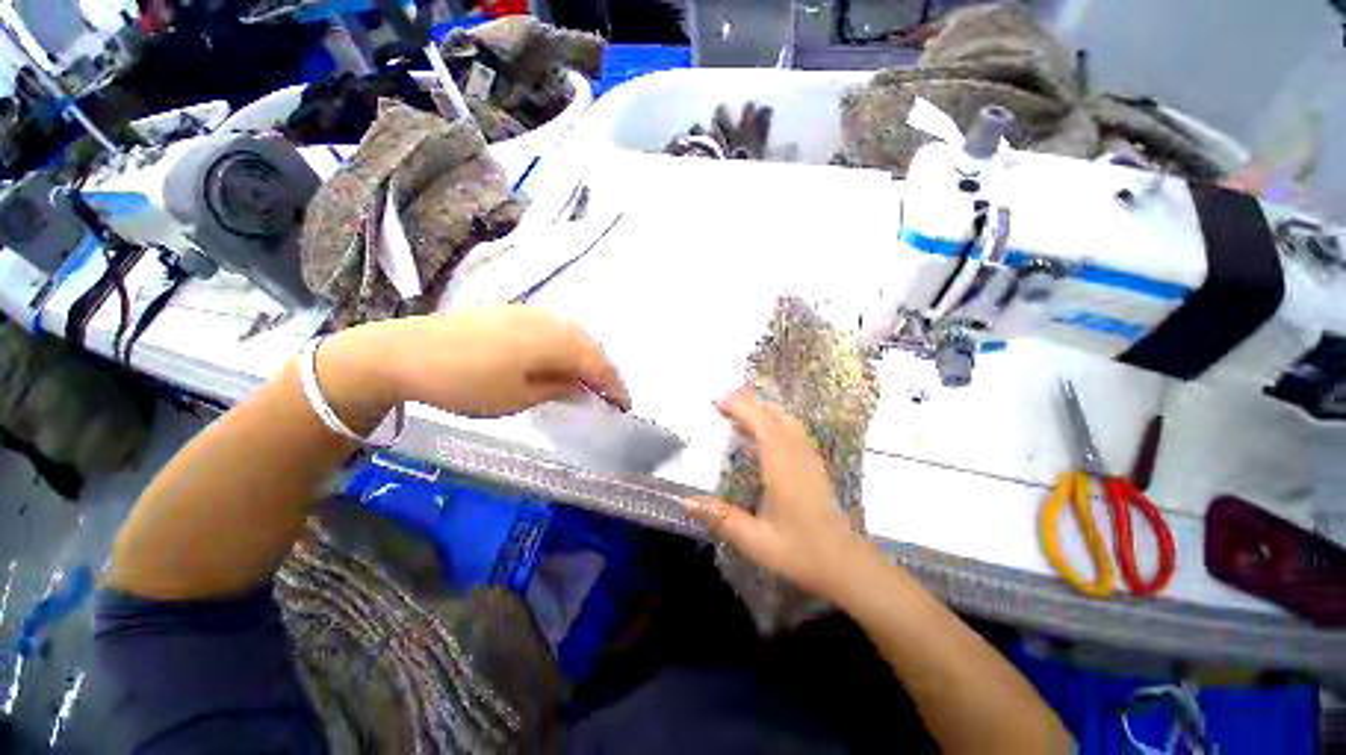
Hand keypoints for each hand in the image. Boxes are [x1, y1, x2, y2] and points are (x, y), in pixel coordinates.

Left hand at [324, 306, 629, 421]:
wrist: (403, 352)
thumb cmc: (465, 383)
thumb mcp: (517, 397)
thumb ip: (558, 388)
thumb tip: (582, 387)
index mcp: (555, 341)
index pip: (599, 364)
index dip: (615, 387)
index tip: (625, 407)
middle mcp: (550, 320)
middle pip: (591, 346)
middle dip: (604, 372)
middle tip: (609, 396)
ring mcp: (530, 312)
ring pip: (573, 335)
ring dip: (586, 358)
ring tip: (588, 381)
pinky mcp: (513, 311)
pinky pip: (554, 329)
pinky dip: (566, 346)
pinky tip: (558, 361)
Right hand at [686, 389, 872, 600]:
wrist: (846, 563)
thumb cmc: (801, 552)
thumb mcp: (756, 541)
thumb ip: (721, 519)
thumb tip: (687, 503)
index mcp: (782, 466)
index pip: (762, 424)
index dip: (741, 407)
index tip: (718, 401)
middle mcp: (797, 454)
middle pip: (775, 415)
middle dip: (749, 403)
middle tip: (723, 404)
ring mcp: (810, 457)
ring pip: (788, 419)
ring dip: (764, 411)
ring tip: (740, 415)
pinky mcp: (815, 465)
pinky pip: (795, 430)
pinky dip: (776, 422)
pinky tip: (764, 436)